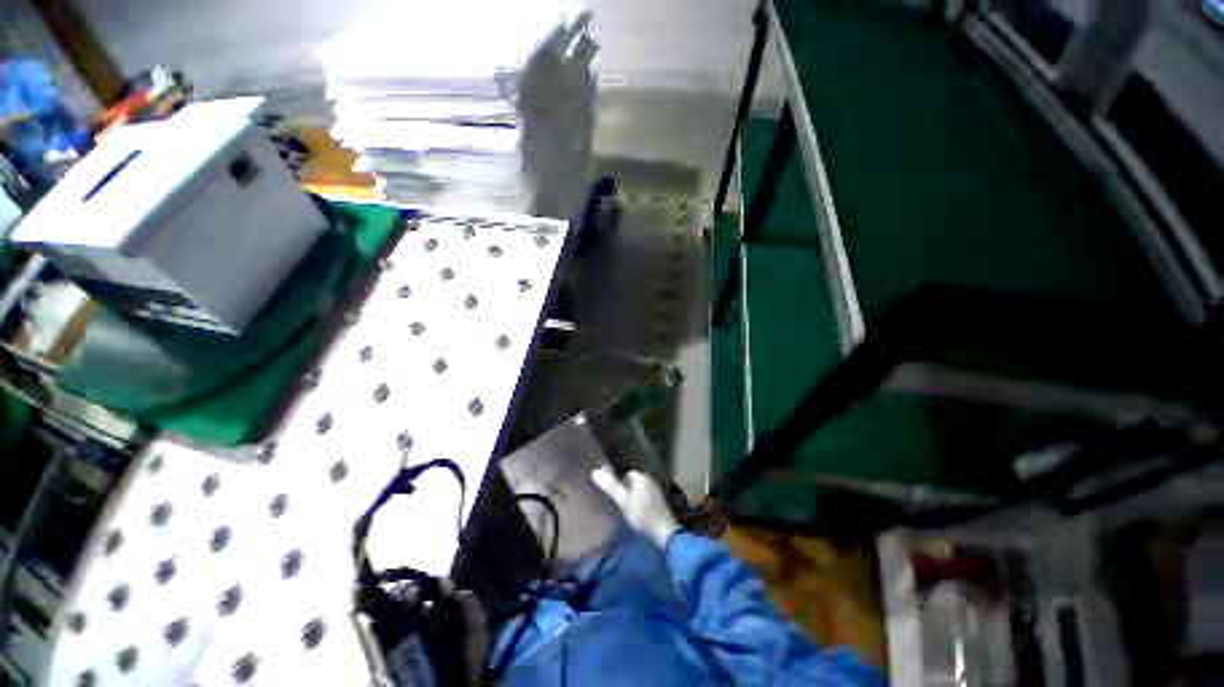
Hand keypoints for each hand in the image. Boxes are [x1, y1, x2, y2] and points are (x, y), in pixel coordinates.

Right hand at [592, 468, 679, 549]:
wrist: (665, 534)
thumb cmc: (643, 515)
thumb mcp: (623, 501)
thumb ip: (611, 486)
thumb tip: (595, 471)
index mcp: (642, 477)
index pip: (627, 474)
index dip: (618, 483)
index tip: (613, 495)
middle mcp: (651, 481)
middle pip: (634, 482)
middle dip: (626, 490)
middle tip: (618, 503)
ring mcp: (656, 493)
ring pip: (640, 491)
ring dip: (633, 498)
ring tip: (625, 510)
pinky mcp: (660, 505)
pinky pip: (645, 500)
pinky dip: (640, 505)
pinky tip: (636, 515)